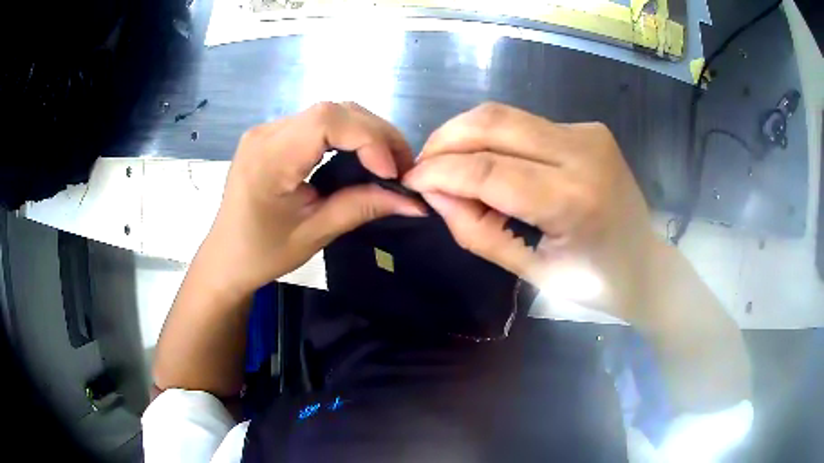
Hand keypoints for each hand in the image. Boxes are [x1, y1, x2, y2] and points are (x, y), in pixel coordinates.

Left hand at [203, 102, 425, 293]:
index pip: (327, 120)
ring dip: (366, 132)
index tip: (392, 173)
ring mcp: (268, 130)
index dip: (369, 138)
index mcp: (269, 158)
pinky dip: (348, 135)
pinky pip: (318, 123)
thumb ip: (363, 207)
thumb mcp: (315, 233)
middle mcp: (266, 132)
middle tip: (403, 166)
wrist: (226, 258)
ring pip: (329, 113)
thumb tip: (415, 201)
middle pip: (333, 110)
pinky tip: (362, 155)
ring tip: (388, 161)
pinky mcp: (273, 135)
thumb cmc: (263, 253)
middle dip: (376, 133)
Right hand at [403, 103, 658, 320]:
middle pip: (493, 123)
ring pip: (505, 114)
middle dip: (445, 140)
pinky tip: (489, 162)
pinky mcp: (587, 127)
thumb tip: (435, 194)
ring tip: (449, 165)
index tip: (410, 181)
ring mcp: (587, 132)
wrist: (645, 264)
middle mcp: (582, 152)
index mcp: (573, 200)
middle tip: (424, 167)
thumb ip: (477, 230)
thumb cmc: (594, 282)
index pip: (487, 170)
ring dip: (465, 135)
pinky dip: (494, 138)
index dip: (439, 172)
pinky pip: (524, 123)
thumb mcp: (530, 272)